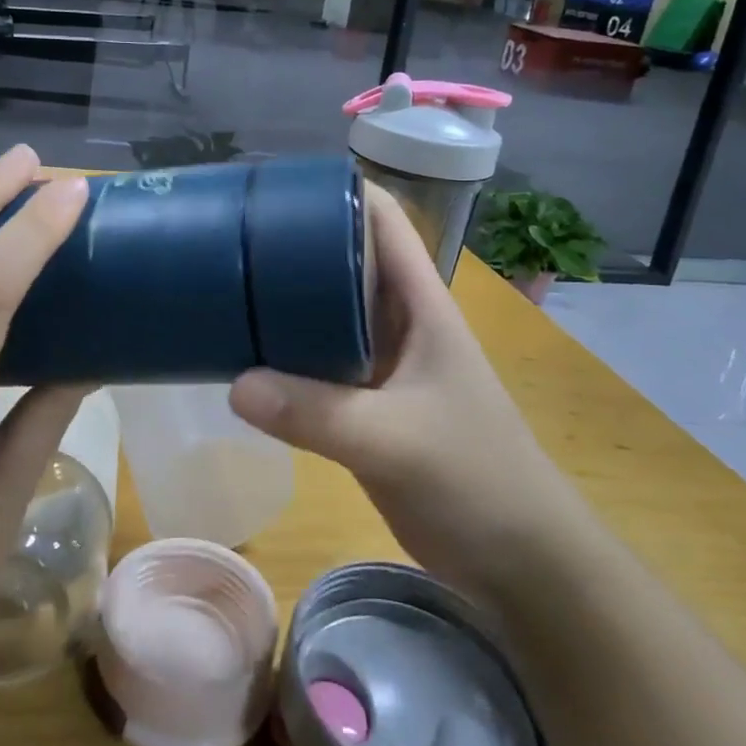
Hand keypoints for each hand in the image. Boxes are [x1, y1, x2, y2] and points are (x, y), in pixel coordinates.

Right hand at [228, 186, 582, 598]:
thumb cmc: (476, 478)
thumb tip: (235, 384)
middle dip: (296, 243)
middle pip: (346, 260)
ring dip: (287, 300)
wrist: (520, 561)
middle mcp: (400, 321)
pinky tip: (246, 355)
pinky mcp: (367, 404)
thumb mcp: (396, 440)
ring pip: (329, 312)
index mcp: (421, 304)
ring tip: (225, 284)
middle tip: (232, 236)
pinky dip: (287, 354)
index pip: (384, 222)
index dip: (339, 191)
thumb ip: (317, 413)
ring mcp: (383, 363)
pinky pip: (320, 363)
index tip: (278, 184)